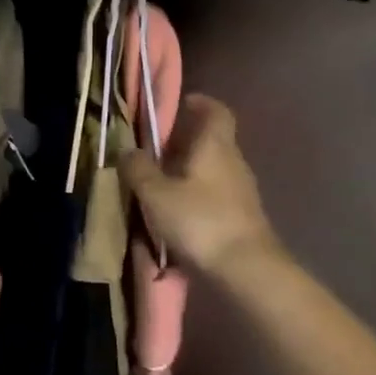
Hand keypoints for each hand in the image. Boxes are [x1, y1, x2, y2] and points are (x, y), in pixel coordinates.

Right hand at [120, 94, 280, 281]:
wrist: (247, 271)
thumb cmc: (200, 221)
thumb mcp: (156, 194)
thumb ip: (139, 169)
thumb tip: (128, 150)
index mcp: (215, 145)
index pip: (216, 111)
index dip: (200, 103)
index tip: (180, 104)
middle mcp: (233, 161)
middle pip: (211, 141)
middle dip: (184, 142)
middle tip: (154, 151)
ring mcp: (242, 191)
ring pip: (213, 169)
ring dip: (188, 171)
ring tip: (159, 185)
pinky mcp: (242, 217)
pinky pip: (215, 195)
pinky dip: (197, 196)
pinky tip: (176, 215)